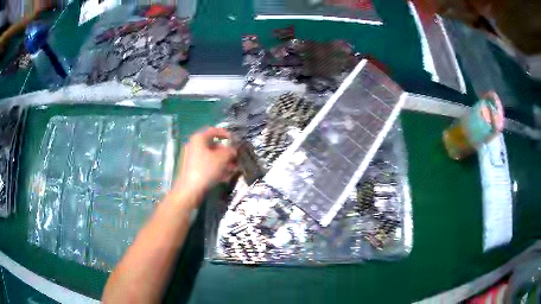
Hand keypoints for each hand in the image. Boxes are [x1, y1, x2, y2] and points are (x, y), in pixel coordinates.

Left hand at [174, 127, 236, 202]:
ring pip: (211, 157)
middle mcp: (194, 146)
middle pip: (213, 146)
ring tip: (234, 169)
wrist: (190, 190)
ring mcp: (192, 158)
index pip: (214, 131)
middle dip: (226, 152)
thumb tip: (234, 150)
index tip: (235, 139)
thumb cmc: (205, 169)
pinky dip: (216, 168)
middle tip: (236, 158)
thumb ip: (230, 151)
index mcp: (199, 139)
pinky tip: (225, 176)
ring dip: (223, 162)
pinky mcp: (192, 170)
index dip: (225, 134)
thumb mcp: (222, 158)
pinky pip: (207, 165)